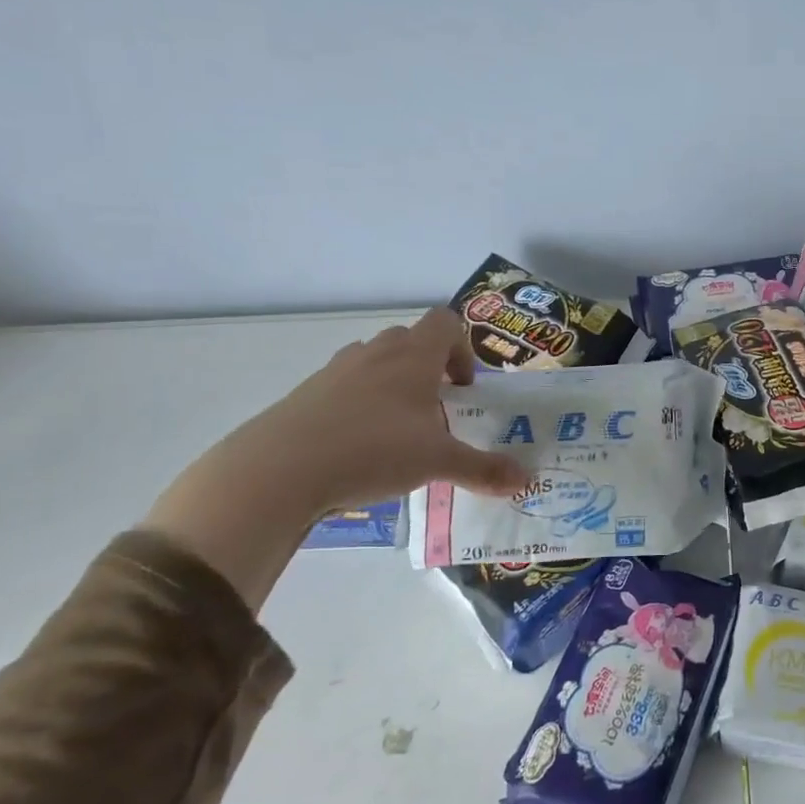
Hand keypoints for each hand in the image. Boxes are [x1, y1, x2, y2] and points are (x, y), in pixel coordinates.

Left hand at [140, 309, 529, 609]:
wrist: (277, 470)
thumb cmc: (373, 450)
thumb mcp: (438, 463)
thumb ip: (484, 469)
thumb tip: (527, 481)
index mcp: (413, 356)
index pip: (447, 322)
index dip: (463, 348)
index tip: (463, 389)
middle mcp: (375, 353)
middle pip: (410, 340)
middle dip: (429, 370)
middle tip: (437, 411)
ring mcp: (335, 372)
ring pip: (375, 363)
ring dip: (393, 386)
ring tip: (399, 432)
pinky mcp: (305, 396)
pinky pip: (343, 388)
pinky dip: (359, 407)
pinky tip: (359, 449)